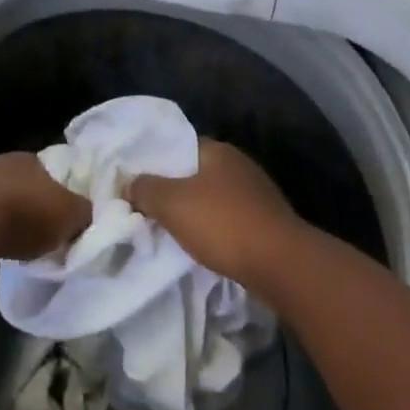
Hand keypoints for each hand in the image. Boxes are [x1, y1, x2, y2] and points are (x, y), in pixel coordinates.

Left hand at [0, 152, 91, 260]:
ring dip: (9, 216)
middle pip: (27, 184)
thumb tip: (88, 216)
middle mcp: (6, 162)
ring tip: (17, 241)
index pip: (55, 172)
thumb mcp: (70, 216)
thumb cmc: (27, 213)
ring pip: (1, 197)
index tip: (68, 215)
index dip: (64, 193)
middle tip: (45, 231)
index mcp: (36, 158)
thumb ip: (83, 213)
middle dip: (35, 204)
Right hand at [127, 139, 302, 289]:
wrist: (281, 264)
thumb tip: (128, 182)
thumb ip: (145, 189)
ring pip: (214, 197)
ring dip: (196, 211)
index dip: (156, 160)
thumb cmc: (223, 223)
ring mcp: (257, 193)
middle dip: (174, 188)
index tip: (137, 180)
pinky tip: (203, 245)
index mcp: (218, 150)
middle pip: (196, 172)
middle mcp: (239, 165)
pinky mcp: (267, 222)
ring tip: (171, 229)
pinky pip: (230, 219)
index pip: (179, 145)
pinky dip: (215, 229)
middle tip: (148, 207)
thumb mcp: (172, 203)